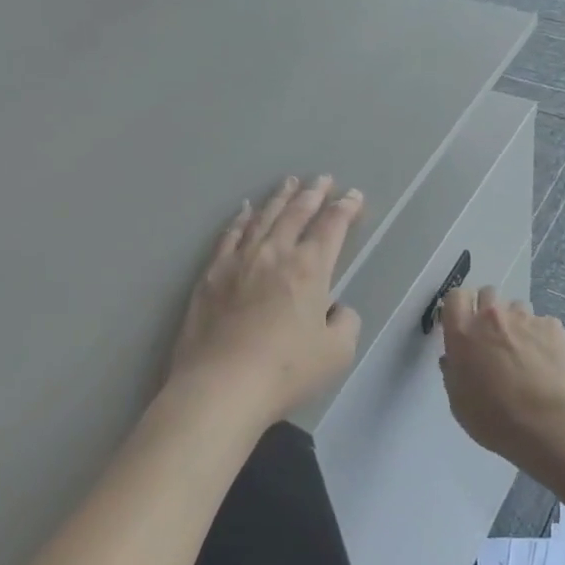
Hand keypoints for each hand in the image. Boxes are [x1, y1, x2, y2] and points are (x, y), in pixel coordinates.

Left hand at [167, 176, 363, 430]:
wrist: (220, 386)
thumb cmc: (285, 371)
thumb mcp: (337, 353)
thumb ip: (345, 322)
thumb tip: (335, 308)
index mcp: (310, 268)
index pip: (332, 227)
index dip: (345, 208)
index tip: (353, 196)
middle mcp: (275, 253)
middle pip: (297, 213)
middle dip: (313, 193)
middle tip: (323, 179)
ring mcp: (239, 260)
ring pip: (263, 217)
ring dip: (280, 198)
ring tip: (289, 182)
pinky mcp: (212, 274)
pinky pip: (230, 235)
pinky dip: (241, 218)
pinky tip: (244, 210)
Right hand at [438, 287, 564, 472]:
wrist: (547, 424)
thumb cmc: (493, 418)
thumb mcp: (458, 401)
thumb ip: (453, 372)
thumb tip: (453, 359)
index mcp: (462, 332)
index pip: (454, 296)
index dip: (459, 306)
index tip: (462, 322)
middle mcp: (490, 316)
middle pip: (487, 293)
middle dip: (487, 309)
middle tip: (492, 335)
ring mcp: (523, 318)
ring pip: (516, 306)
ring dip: (515, 322)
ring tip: (523, 349)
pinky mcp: (551, 326)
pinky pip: (542, 323)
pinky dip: (541, 336)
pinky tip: (546, 360)